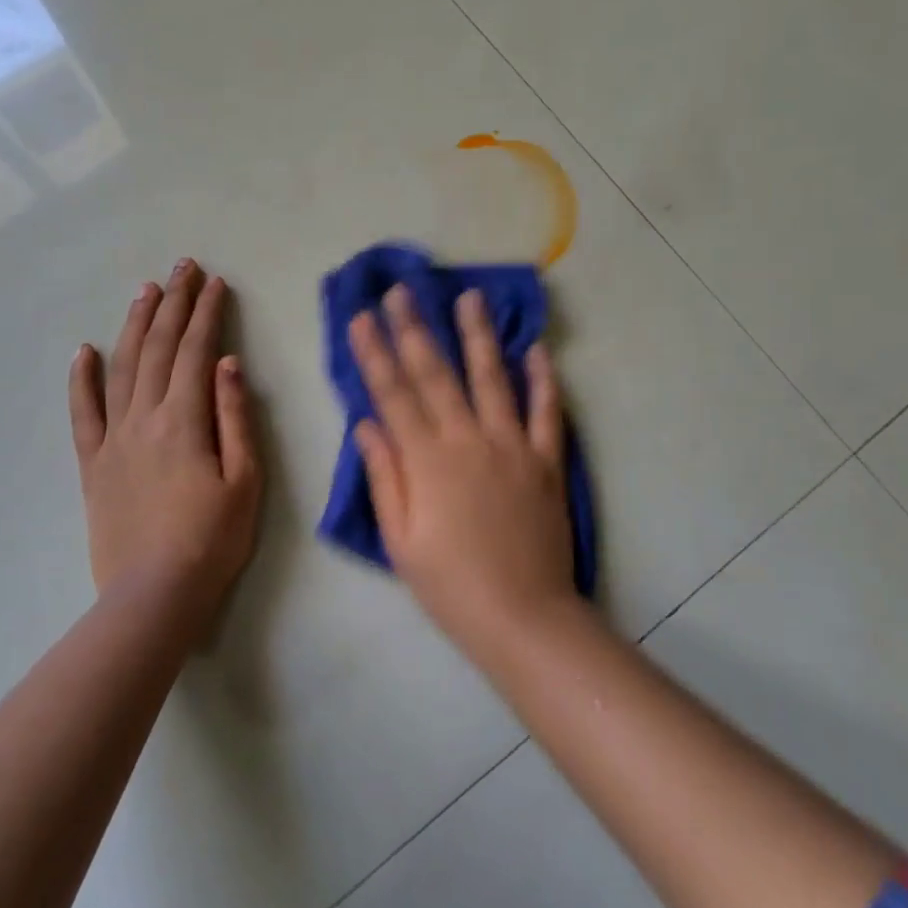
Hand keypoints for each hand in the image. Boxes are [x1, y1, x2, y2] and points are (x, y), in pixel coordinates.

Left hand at [69, 261, 260, 627]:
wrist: (154, 595)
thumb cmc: (212, 539)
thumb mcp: (245, 479)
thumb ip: (235, 417)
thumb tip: (227, 363)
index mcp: (185, 419)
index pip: (196, 351)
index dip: (207, 313)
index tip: (216, 283)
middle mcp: (144, 418)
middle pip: (159, 348)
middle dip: (174, 303)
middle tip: (184, 267)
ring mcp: (113, 438)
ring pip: (122, 367)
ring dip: (135, 325)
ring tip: (147, 291)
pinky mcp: (92, 463)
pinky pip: (83, 413)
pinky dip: (81, 379)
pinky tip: (84, 350)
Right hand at [348, 284, 578, 654]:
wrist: (523, 618)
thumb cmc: (450, 584)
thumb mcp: (400, 539)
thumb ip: (385, 475)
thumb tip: (366, 423)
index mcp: (427, 460)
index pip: (393, 394)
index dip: (374, 353)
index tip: (361, 317)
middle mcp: (468, 440)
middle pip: (436, 374)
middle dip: (414, 328)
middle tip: (402, 289)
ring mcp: (512, 446)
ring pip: (492, 378)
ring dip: (478, 335)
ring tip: (469, 296)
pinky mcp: (546, 461)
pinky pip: (546, 412)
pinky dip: (543, 380)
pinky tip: (536, 349)